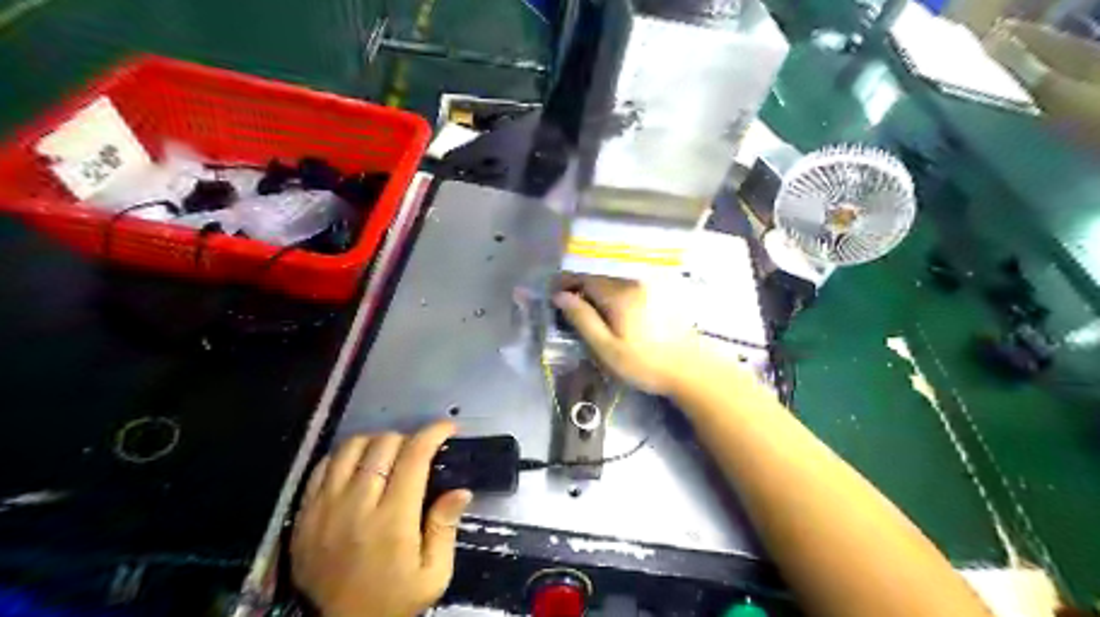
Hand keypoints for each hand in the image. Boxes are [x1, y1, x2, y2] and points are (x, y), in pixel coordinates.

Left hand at [289, 422, 470, 616]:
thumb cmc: (393, 601)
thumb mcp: (433, 576)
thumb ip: (445, 529)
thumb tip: (461, 490)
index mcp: (392, 521)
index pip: (413, 457)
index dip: (433, 434)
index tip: (448, 428)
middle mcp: (356, 506)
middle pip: (382, 445)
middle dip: (408, 438)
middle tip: (419, 452)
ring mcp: (324, 508)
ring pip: (350, 448)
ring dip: (375, 443)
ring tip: (388, 454)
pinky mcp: (304, 515)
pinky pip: (322, 467)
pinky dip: (345, 456)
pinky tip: (358, 466)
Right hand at [555, 275, 698, 395]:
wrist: (690, 368)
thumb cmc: (645, 363)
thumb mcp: (606, 348)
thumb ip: (582, 319)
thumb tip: (559, 296)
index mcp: (620, 292)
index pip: (584, 275)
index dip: (566, 282)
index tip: (556, 295)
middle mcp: (636, 276)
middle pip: (600, 268)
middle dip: (582, 281)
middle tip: (571, 300)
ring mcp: (653, 277)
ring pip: (616, 270)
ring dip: (599, 280)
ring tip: (592, 302)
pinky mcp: (664, 283)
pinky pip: (632, 273)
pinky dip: (618, 281)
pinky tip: (617, 301)